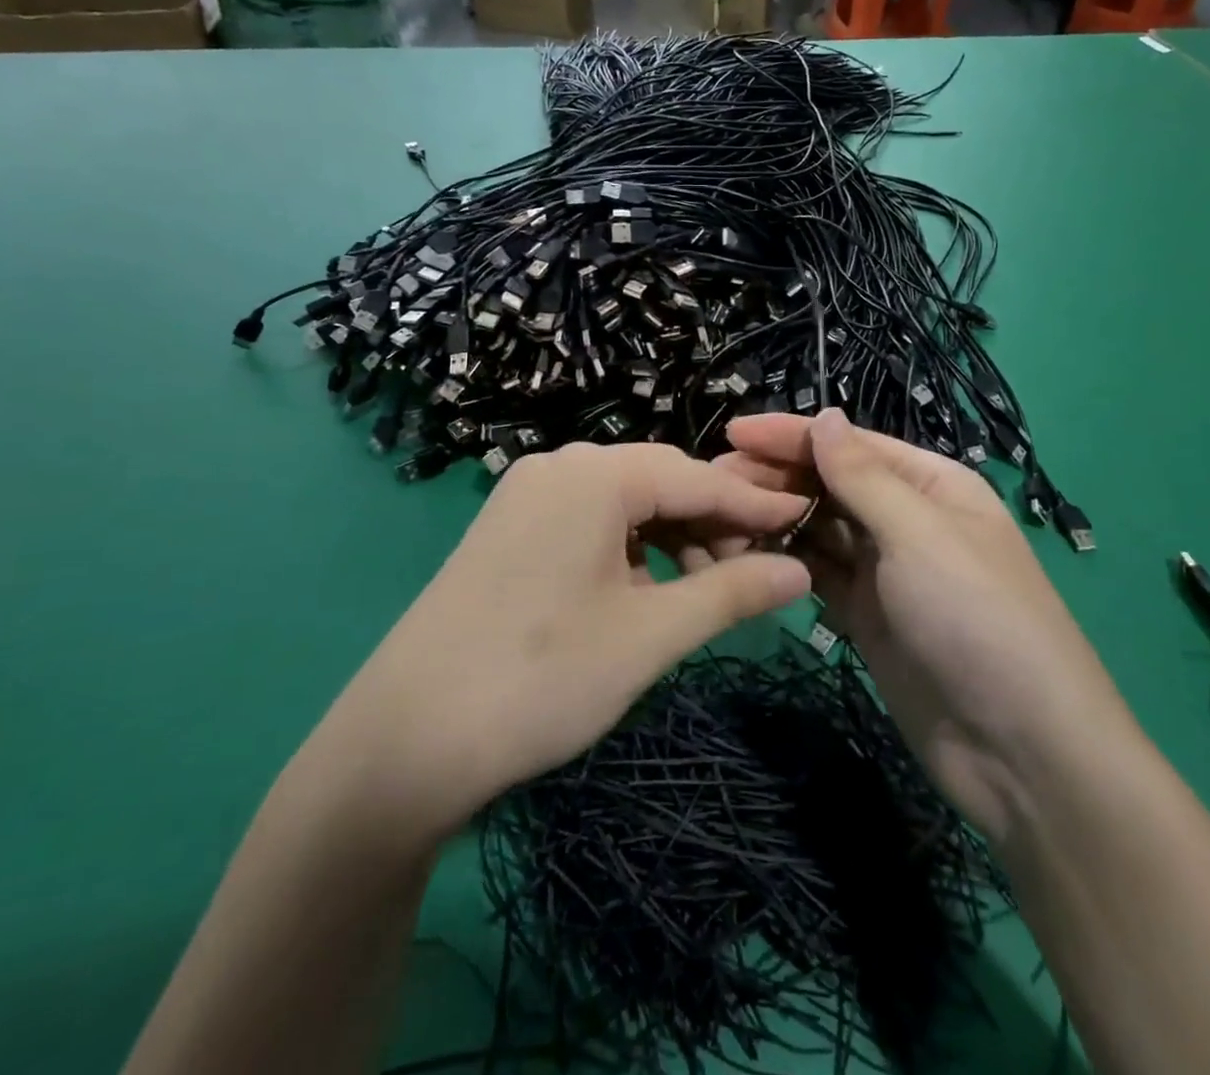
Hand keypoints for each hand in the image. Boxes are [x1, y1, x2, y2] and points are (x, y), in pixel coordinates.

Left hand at [309, 443, 811, 844]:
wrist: (403, 742)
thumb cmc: (541, 678)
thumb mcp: (650, 636)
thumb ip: (731, 593)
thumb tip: (799, 571)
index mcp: (593, 475)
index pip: (697, 478)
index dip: (755, 504)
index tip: (806, 522)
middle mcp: (558, 467)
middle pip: (659, 482)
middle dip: (712, 523)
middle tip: (753, 573)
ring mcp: (526, 496)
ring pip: (624, 504)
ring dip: (672, 540)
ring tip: (701, 593)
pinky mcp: (508, 530)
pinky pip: (589, 523)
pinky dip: (629, 551)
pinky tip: (644, 593)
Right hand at [717, 410, 1137, 843]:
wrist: (1019, 751)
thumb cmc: (975, 618)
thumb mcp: (920, 535)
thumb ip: (863, 477)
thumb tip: (824, 416)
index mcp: (931, 484)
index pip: (850, 445)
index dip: (792, 435)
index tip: (732, 433)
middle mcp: (907, 519)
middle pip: (831, 483)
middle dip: (776, 476)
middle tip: (713, 480)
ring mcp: (886, 571)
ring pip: (820, 528)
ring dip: (775, 518)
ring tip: (719, 515)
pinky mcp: (867, 615)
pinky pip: (819, 574)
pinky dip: (786, 562)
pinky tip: (747, 555)